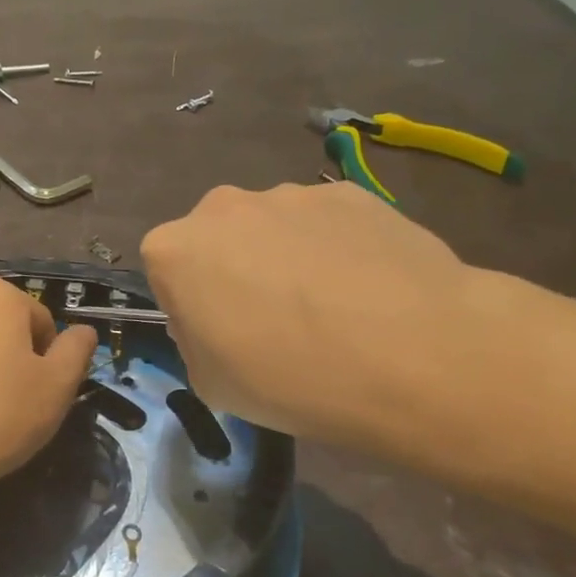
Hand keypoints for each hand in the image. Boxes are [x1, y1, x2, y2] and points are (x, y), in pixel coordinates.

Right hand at [140, 182, 478, 442]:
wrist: (409, 354)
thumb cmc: (289, 378)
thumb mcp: (209, 384)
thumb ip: (194, 338)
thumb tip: (217, 318)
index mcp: (175, 250)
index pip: (166, 271)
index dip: (191, 305)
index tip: (222, 336)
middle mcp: (223, 207)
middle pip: (217, 239)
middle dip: (234, 269)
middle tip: (274, 319)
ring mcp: (290, 194)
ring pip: (272, 227)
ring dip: (286, 257)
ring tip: (333, 307)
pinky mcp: (349, 193)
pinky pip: (325, 224)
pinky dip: (334, 248)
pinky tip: (367, 290)